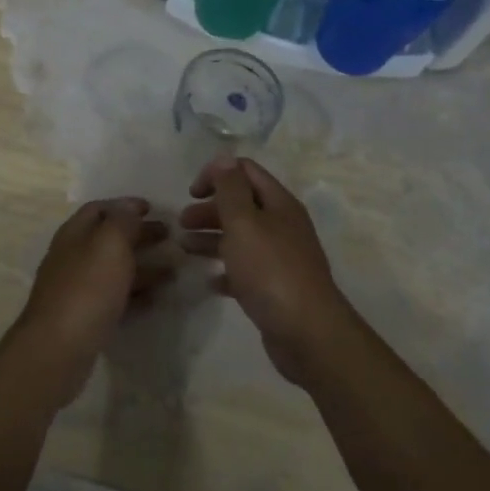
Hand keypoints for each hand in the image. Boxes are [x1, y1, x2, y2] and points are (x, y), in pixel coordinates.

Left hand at [9, 198, 171, 407]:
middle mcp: (73, 256)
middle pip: (109, 238)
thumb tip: (128, 206)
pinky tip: (154, 298)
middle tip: (170, 236)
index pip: (100, 208)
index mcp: (75, 233)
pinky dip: (135, 292)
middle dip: (139, 234)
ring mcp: (77, 288)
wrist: (58, 349)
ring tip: (173, 270)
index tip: (153, 208)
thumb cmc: (87, 288)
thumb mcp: (109, 244)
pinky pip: (114, 296)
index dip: (126, 206)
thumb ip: (122, 221)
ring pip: (114, 268)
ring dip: (142, 265)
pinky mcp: (84, 316)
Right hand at [180, 159, 353, 383]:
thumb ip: (230, 189)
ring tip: (184, 249)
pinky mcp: (276, 288)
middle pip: (241, 205)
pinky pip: (246, 271)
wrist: (308, 333)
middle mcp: (282, 225)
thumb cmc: (271, 270)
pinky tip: (209, 280)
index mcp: (278, 204)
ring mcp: (281, 258)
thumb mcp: (244, 223)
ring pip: (241, 238)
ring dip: (211, 238)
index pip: (245, 171)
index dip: (216, 174)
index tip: (191, 193)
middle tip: (182, 223)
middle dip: (209, 209)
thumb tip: (224, 157)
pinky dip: (225, 271)